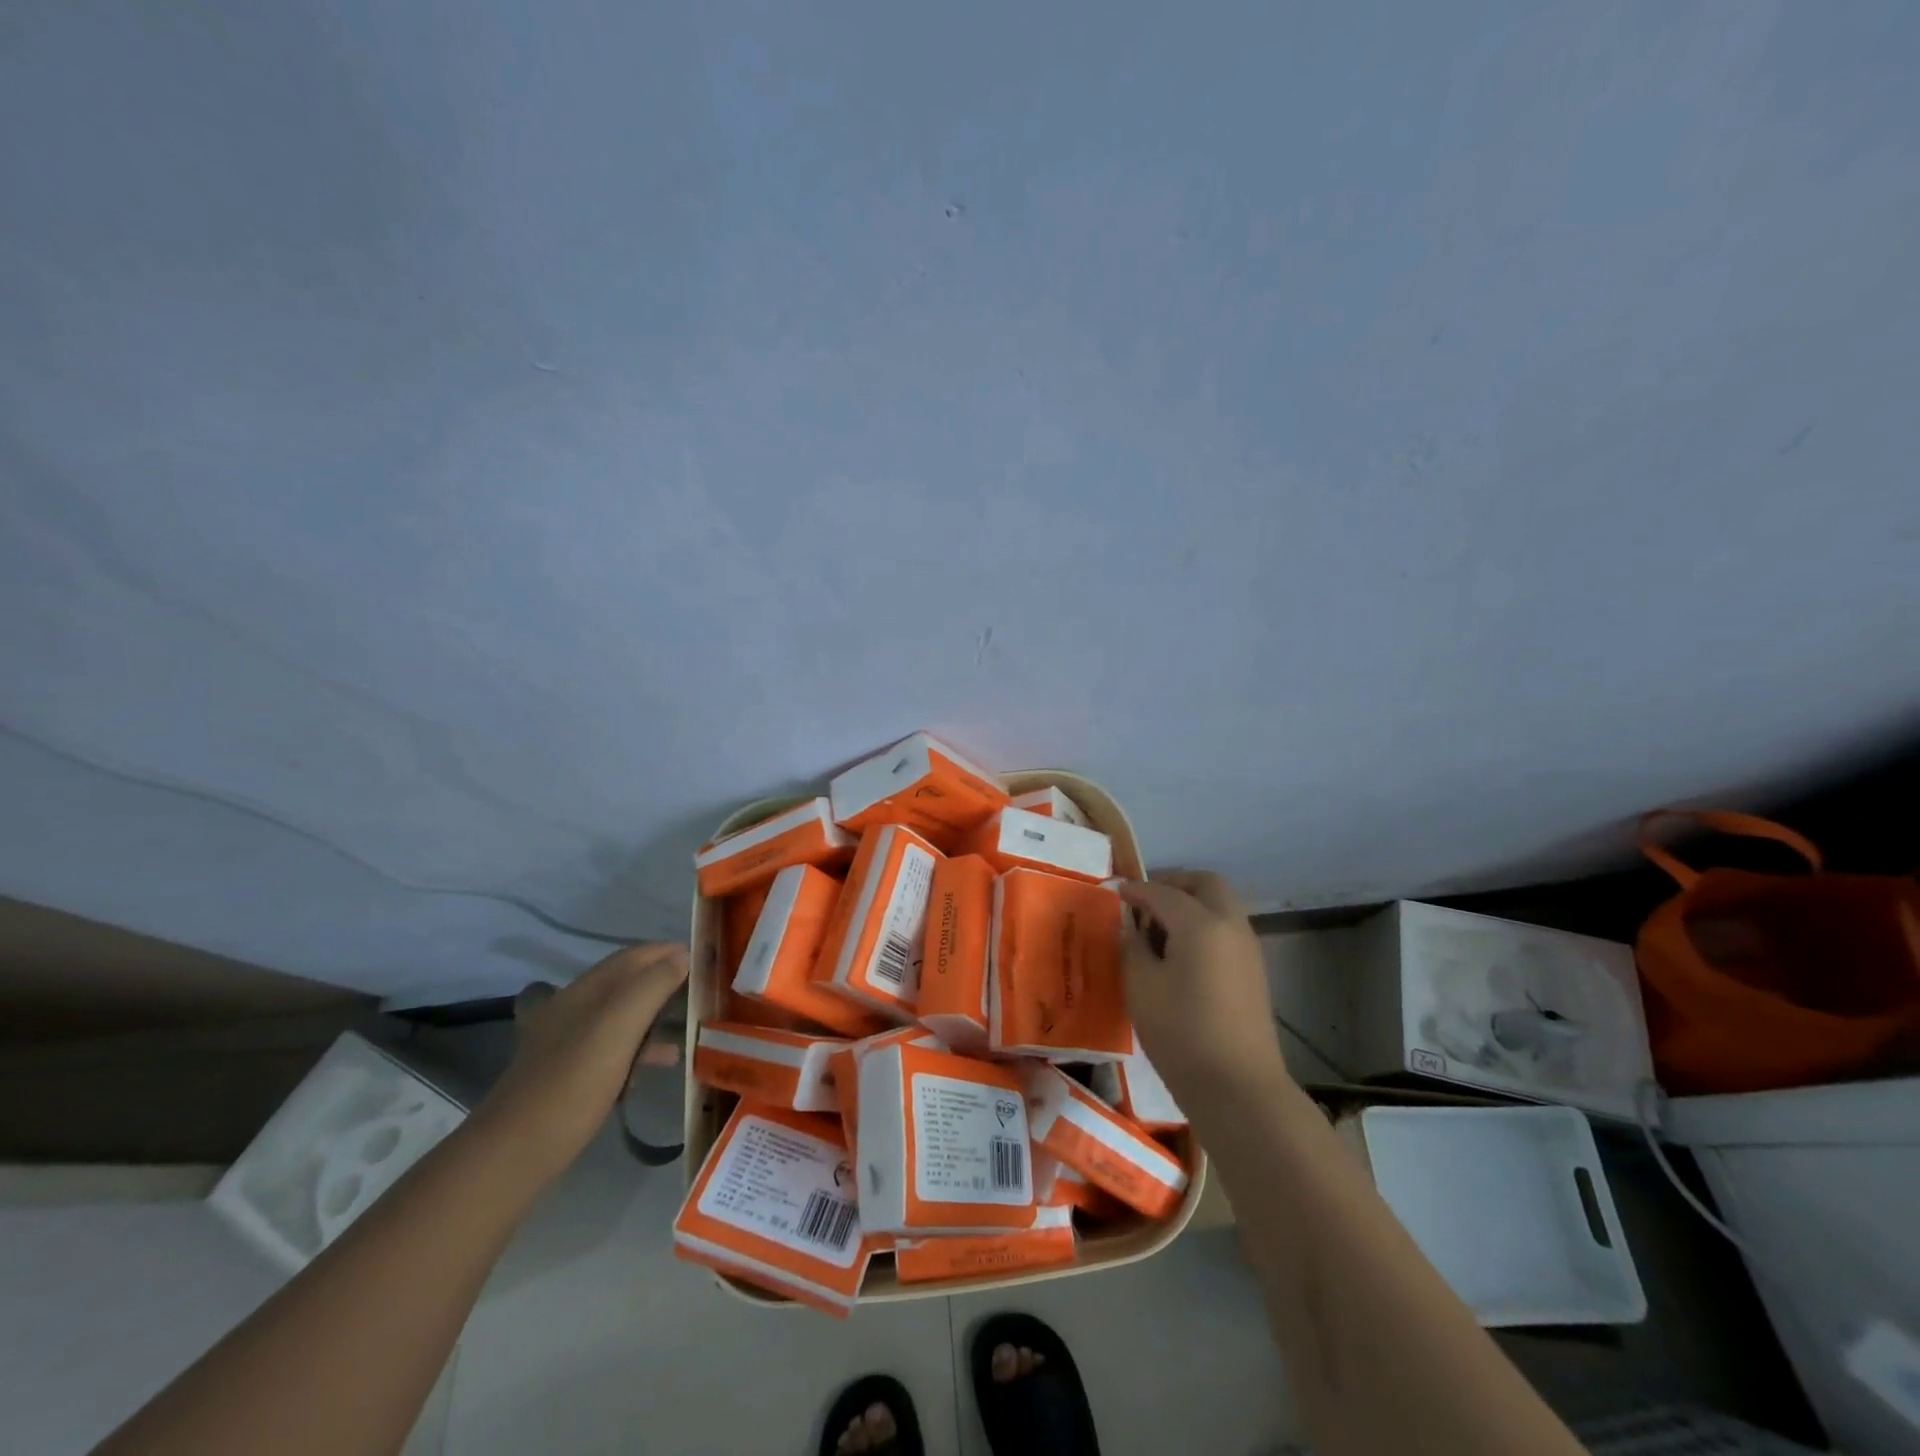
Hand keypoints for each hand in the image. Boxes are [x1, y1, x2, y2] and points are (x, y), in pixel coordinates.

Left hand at [475, 941, 687, 1181]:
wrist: (514, 1154)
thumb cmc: (572, 1083)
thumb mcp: (617, 1027)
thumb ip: (651, 987)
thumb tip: (681, 956)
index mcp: (583, 991)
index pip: (632, 957)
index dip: (667, 951)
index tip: (704, 958)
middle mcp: (573, 1009)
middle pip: (627, 983)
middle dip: (664, 981)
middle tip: (701, 991)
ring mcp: (568, 1043)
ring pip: (622, 1016)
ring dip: (656, 1014)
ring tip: (689, 1024)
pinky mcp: (570, 1074)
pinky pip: (614, 1047)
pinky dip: (641, 1047)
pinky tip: (660, 1063)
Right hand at [1116, 872, 1289, 1102]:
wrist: (1238, 1088)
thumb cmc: (1181, 1032)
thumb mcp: (1141, 986)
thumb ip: (1133, 946)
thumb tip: (1131, 927)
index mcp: (1201, 923)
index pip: (1163, 892)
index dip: (1136, 889)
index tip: (1115, 891)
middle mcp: (1230, 926)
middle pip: (1205, 884)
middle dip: (1174, 884)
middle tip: (1145, 901)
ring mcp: (1248, 949)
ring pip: (1220, 906)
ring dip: (1191, 905)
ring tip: (1159, 930)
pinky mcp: (1254, 972)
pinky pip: (1227, 930)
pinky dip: (1204, 926)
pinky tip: (1181, 954)